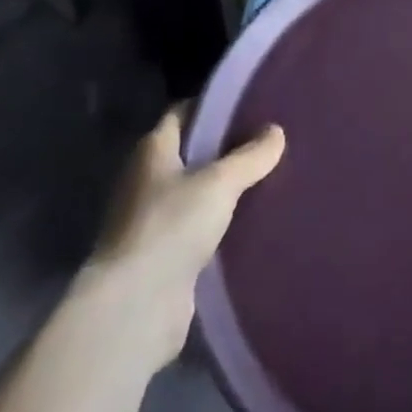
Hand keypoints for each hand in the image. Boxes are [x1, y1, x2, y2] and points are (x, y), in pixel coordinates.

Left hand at [84, 109, 284, 371]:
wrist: (136, 308)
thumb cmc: (171, 226)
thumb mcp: (220, 182)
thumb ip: (251, 156)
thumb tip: (276, 131)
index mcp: (152, 151)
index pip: (182, 114)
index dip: (212, 105)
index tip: (248, 103)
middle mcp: (147, 181)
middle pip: (191, 153)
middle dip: (226, 148)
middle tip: (268, 140)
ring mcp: (152, 221)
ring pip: (197, 192)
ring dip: (225, 188)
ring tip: (269, 177)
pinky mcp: (164, 257)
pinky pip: (199, 228)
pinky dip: (221, 223)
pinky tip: (253, 220)